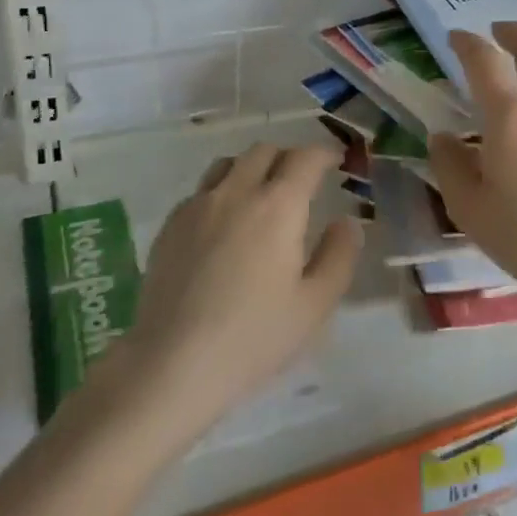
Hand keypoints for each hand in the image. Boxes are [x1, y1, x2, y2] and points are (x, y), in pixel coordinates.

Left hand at [129, 143, 359, 420]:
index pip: (305, 158)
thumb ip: (338, 255)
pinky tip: (224, 224)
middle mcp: (236, 192)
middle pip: (264, 151)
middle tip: (302, 180)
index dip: (324, 153)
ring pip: (228, 164)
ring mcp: (197, 206)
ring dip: (252, 168)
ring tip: (261, 194)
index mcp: (278, 206)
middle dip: (289, 157)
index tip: (336, 161)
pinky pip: (201, 191)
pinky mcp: (170, 226)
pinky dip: (221, 192)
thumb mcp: (315, 304)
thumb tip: (346, 223)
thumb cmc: (254, 336)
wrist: (172, 364)